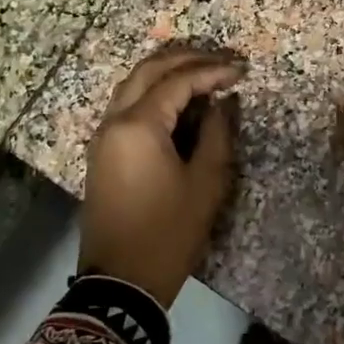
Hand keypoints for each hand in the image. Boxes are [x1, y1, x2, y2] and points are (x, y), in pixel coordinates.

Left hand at [79, 45, 244, 306]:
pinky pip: (126, 106)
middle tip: (221, 60)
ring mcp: (102, 136)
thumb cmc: (169, 233)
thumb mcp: (206, 183)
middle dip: (185, 59)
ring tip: (202, 71)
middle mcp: (113, 121)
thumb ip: (217, 134)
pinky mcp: (102, 152)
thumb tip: (223, 103)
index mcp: (138, 126)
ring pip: (133, 85)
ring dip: (166, 73)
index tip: (241, 71)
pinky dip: (152, 93)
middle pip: (148, 72)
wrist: (121, 284)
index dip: (212, 71)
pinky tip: (178, 100)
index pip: (178, 82)